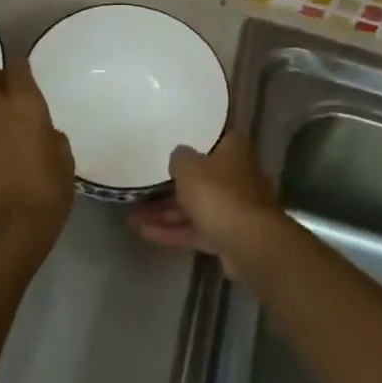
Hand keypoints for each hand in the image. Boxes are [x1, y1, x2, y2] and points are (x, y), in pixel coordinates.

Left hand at [0, 58, 74, 267]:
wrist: (7, 233)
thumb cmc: (46, 193)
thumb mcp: (64, 163)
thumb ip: (53, 141)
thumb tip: (44, 136)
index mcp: (25, 107)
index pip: (16, 66)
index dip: (19, 64)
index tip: (25, 71)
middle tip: (7, 90)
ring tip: (18, 151)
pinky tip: (7, 174)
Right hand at [125, 133, 281, 269]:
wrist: (249, 244)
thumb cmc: (218, 193)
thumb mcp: (189, 167)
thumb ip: (179, 157)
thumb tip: (179, 157)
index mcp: (233, 151)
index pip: (216, 139)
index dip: (197, 140)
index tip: (174, 144)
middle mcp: (236, 176)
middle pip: (201, 178)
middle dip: (170, 186)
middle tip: (142, 188)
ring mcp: (233, 208)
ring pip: (194, 207)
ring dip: (164, 212)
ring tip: (132, 217)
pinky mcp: (226, 236)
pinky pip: (194, 230)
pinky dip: (172, 231)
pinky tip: (143, 233)